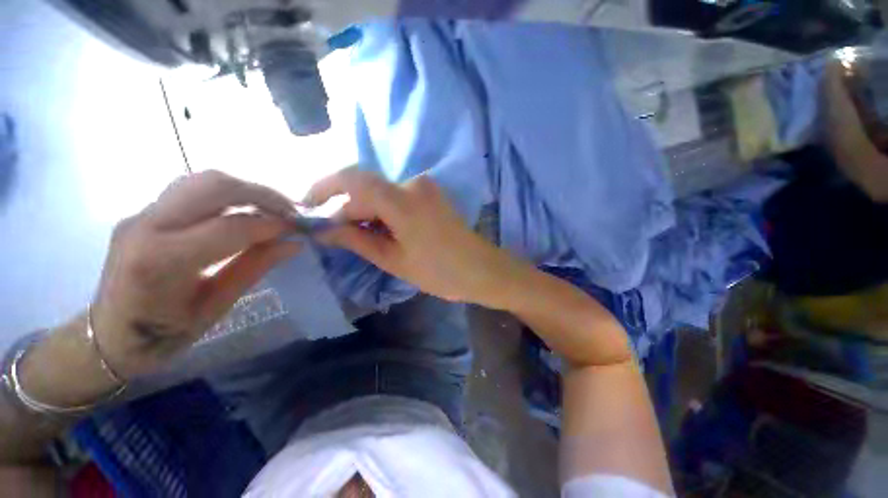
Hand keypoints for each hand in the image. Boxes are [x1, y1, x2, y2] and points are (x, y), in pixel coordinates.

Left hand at [90, 171, 300, 378]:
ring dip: (245, 189)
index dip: (271, 225)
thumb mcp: (216, 307)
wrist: (107, 335)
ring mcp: (141, 214)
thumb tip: (293, 244)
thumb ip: (254, 268)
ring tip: (272, 209)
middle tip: (290, 212)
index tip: (299, 230)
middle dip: (261, 194)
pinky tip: (244, 211)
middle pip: (212, 186)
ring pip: (202, 179)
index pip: (228, 227)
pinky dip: (228, 194)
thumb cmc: (162, 334)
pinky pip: (192, 189)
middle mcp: (145, 226)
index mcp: (159, 262)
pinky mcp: (145, 212)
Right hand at [305, 167, 517, 305]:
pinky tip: (385, 230)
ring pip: (382, 193)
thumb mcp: (393, 260)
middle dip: (349, 209)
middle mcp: (414, 184)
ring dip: (368, 211)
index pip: (353, 180)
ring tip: (365, 238)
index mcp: (403, 201)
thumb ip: (357, 239)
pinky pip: (398, 196)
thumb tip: (324, 229)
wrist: (481, 270)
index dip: (325, 188)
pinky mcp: (432, 194)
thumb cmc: (439, 272)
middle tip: (339, 235)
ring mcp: (426, 187)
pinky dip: (385, 211)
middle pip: (368, 188)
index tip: (309, 206)